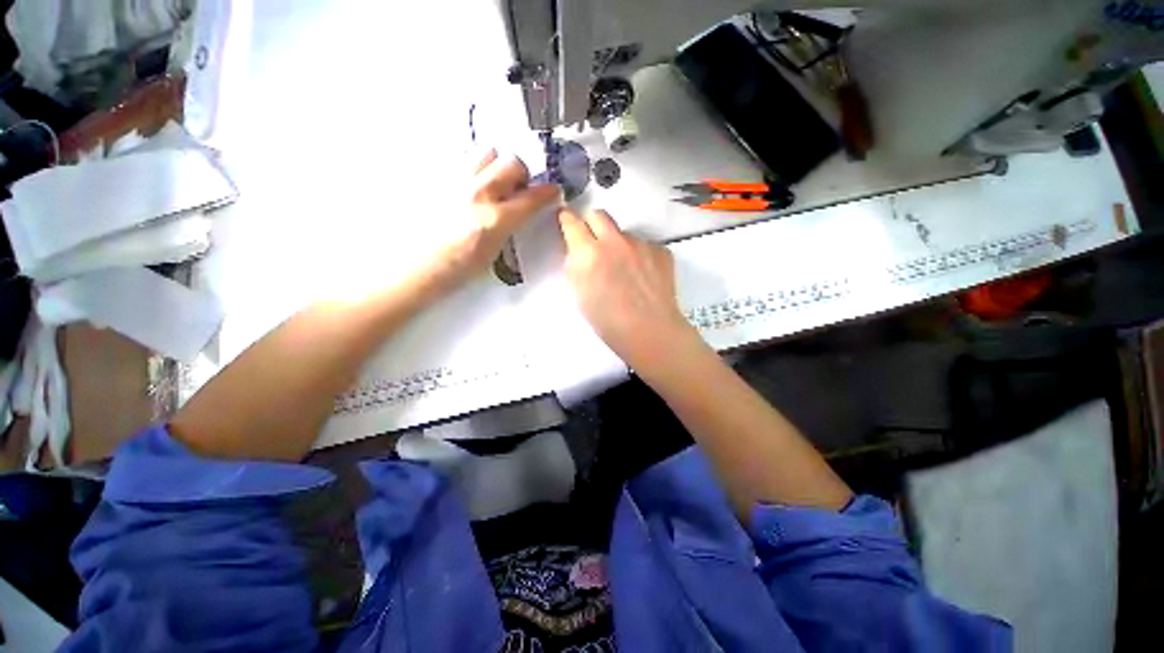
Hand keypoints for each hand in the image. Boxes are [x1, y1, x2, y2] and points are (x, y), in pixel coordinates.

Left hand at [432, 149, 559, 287]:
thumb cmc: (457, 269)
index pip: (531, 197)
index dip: (547, 192)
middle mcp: (477, 193)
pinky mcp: (437, 177)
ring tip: (491, 183)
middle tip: (516, 190)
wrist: (416, 266)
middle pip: (512, 162)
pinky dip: (473, 167)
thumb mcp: (494, 253)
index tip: (552, 191)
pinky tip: (469, 186)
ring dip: (496, 165)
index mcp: (495, 219)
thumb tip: (519, 210)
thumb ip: (510, 226)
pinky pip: (462, 158)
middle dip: (520, 175)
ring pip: (486, 151)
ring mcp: (454, 181)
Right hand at [558, 207, 700, 370]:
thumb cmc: (608, 322)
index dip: (567, 220)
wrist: (650, 331)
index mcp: (589, 253)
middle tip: (594, 243)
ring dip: (619, 244)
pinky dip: (640, 255)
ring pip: (624, 233)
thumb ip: (576, 266)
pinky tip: (644, 276)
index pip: (572, 222)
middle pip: (599, 215)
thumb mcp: (579, 294)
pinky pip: (645, 245)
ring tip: (625, 270)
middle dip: (592, 224)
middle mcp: (615, 241)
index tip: (567, 221)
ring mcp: (641, 244)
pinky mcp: (661, 250)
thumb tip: (579, 252)